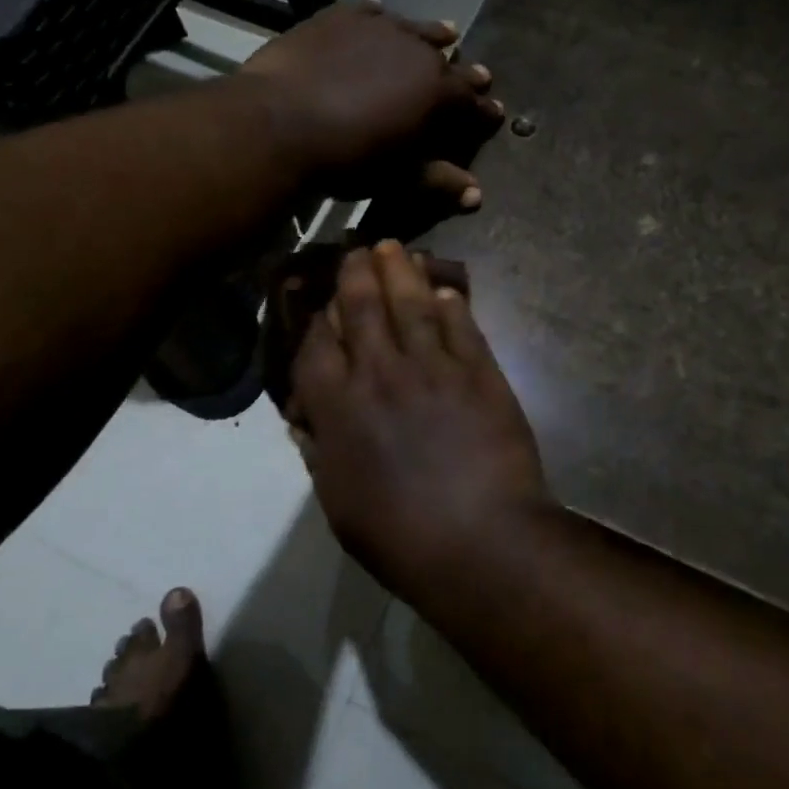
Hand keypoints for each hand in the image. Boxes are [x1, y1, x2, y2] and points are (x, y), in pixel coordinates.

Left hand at [239, 0, 502, 209]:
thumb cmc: (347, 158)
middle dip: (465, 73)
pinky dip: (379, 18)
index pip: (472, 102)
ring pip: (416, 29)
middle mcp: (417, 52)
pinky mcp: (341, 17)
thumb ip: (438, 179)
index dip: (484, 110)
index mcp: (438, 92)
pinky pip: (369, 12)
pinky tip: (379, 15)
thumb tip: (476, 194)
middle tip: (479, 76)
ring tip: (447, 32)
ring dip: (432, 35)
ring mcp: (379, 28)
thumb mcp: (398, 175)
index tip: (495, 112)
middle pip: (449, 62)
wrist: (280, 123)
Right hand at [288, 242, 550, 588]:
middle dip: (356, 273)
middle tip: (358, 249)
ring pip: (411, 304)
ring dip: (401, 271)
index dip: (317, 318)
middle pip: (361, 307)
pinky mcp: (479, 372)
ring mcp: (433, 367)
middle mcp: (380, 373)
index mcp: (339, 407)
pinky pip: (461, 326)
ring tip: (396, 248)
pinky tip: (446, 291)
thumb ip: (321, 453)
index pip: (316, 345)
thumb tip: (307, 421)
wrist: (481, 540)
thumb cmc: (400, 535)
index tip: (322, 304)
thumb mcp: (340, 503)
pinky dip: (452, 304)